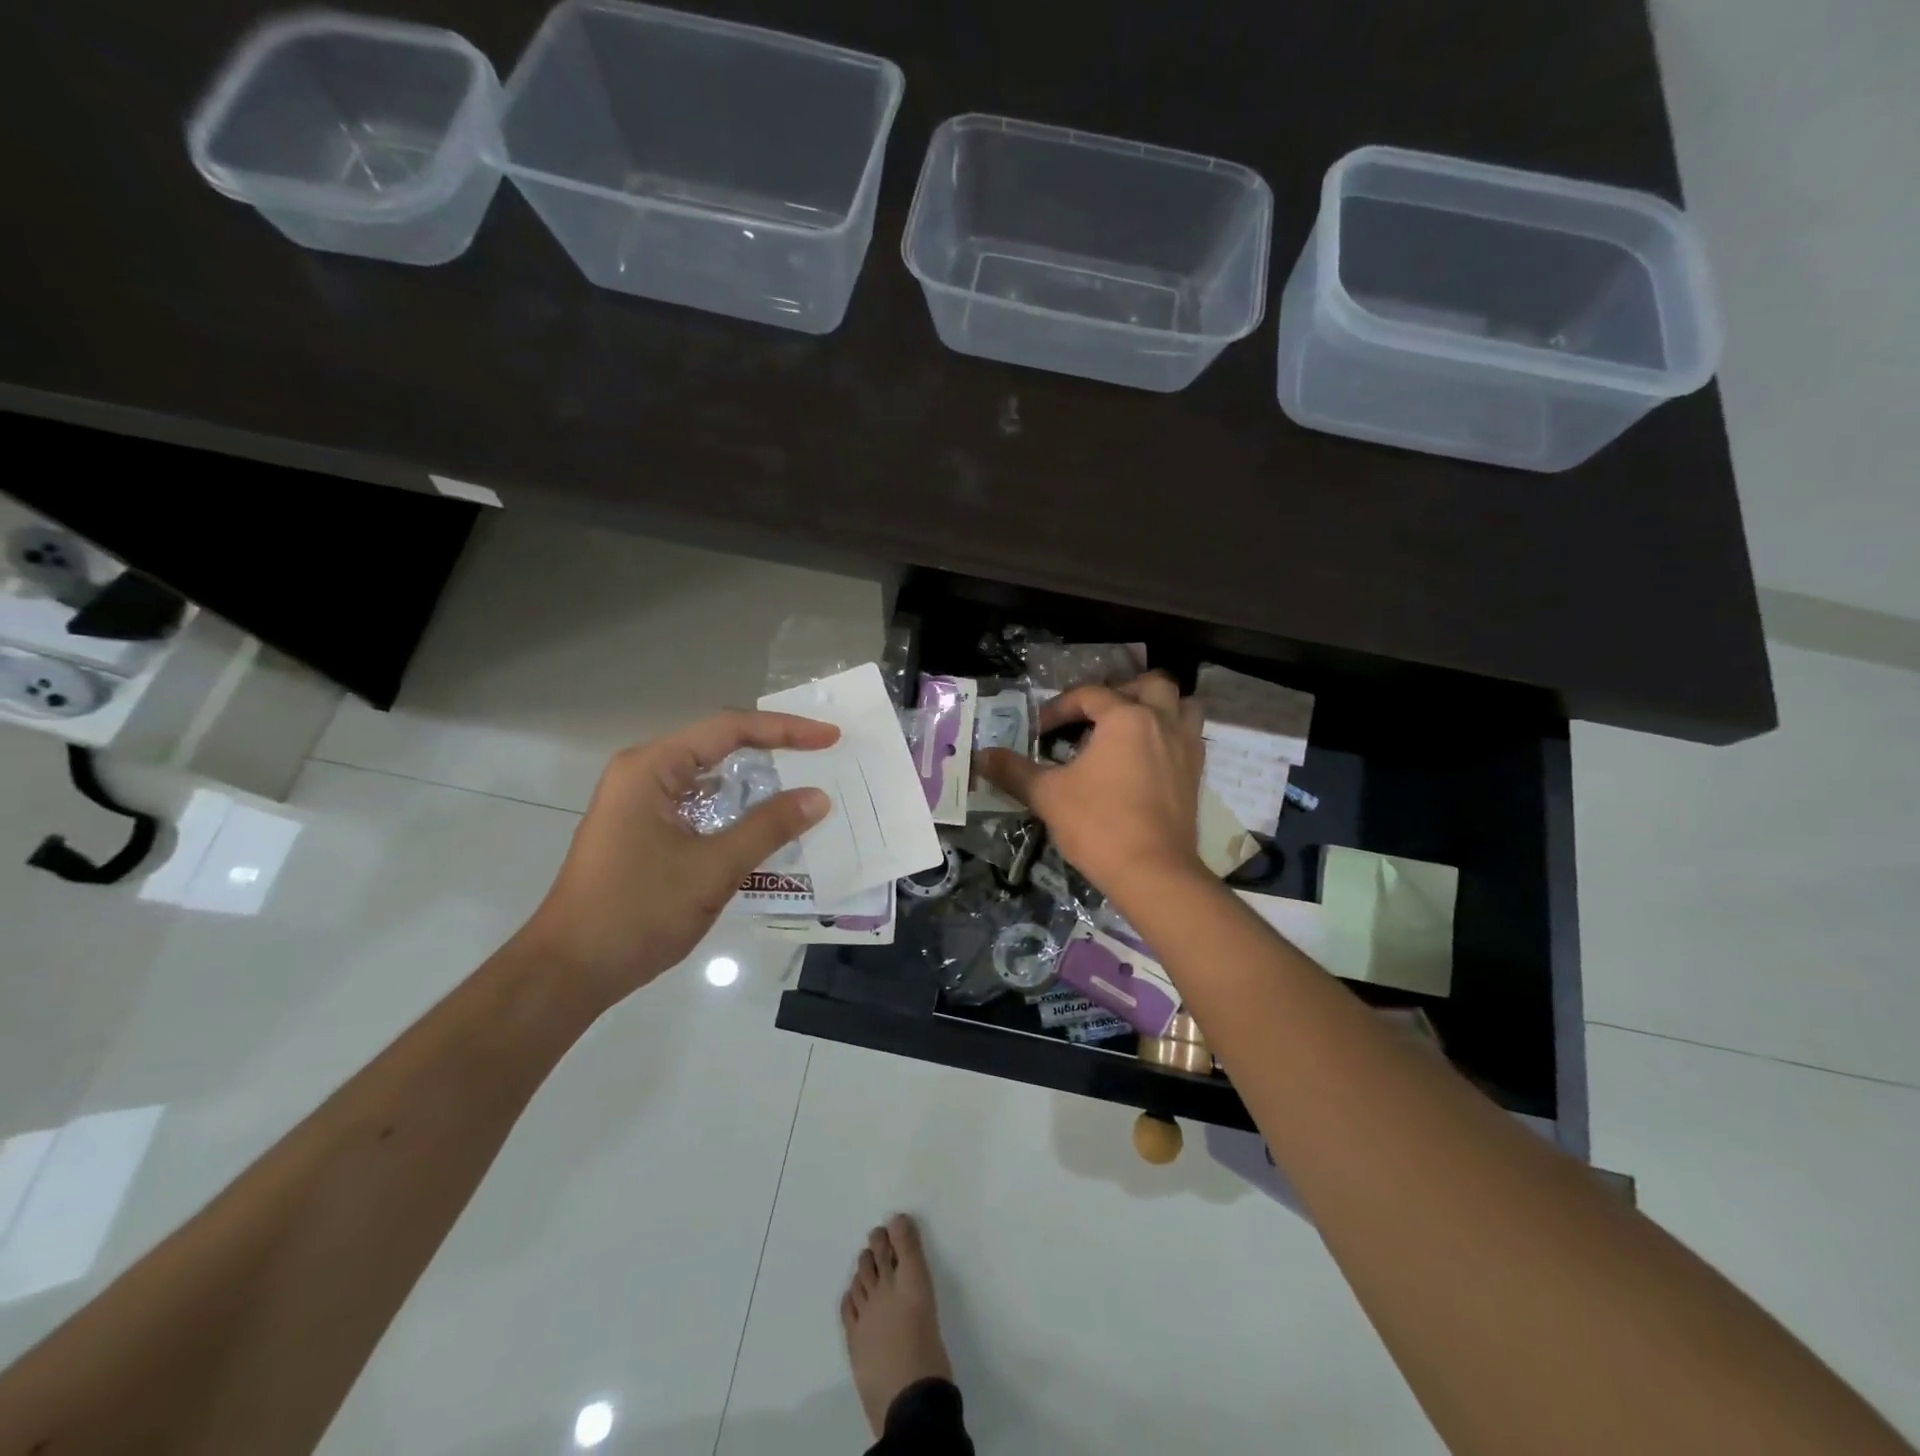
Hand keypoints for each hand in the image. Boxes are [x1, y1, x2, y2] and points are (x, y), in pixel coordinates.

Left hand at [512, 710, 837, 1007]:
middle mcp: (644, 773)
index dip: (785, 730)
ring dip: (755, 782)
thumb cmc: (638, 912)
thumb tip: (819, 797)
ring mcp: (641, 802)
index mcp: (651, 768)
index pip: (729, 729)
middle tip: (822, 756)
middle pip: (719, 745)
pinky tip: (767, 824)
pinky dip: (736, 809)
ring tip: (804, 785)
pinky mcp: (645, 829)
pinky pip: (700, 804)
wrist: (570, 971)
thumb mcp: (713, 868)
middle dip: (773, 749)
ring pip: (710, 777)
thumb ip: (769, 827)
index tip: (829, 738)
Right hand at [974, 671, 1205, 907]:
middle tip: (1095, 715)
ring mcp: (1185, 747)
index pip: (1089, 695)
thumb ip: (1014, 771)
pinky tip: (1147, 758)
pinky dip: (1170, 734)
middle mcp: (1161, 722)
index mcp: (1126, 717)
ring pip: (1182, 705)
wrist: (1153, 872)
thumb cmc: (1099, 825)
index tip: (1040, 730)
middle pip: (1150, 684)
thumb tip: (982, 756)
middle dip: (1121, 691)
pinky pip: (1189, 736)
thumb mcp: (1048, 795)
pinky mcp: (1196, 774)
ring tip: (1130, 726)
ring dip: (1158, 706)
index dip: (1059, 708)